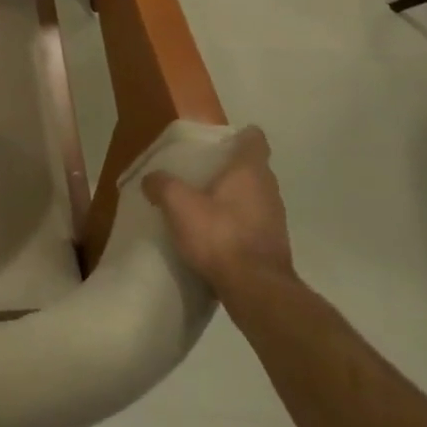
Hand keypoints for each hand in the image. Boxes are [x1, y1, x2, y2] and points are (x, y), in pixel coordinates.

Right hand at [142, 127, 292, 293]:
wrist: (256, 290)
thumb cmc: (219, 235)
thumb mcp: (178, 204)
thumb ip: (162, 184)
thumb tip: (151, 179)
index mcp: (250, 172)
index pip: (254, 139)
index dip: (237, 136)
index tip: (216, 142)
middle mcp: (268, 190)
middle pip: (252, 168)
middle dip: (228, 167)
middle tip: (198, 171)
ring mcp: (274, 219)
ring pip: (252, 196)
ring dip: (231, 197)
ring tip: (201, 203)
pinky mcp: (272, 245)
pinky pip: (252, 221)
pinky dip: (235, 221)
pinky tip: (212, 232)